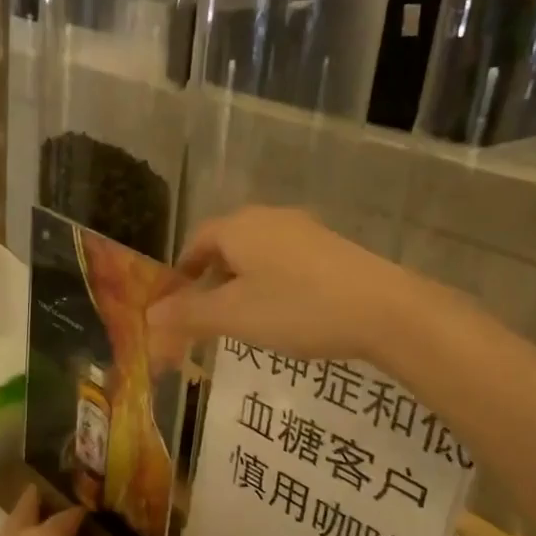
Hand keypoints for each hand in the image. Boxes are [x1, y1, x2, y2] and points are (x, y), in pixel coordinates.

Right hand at [147, 207, 428, 364]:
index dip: (183, 269)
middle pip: (227, 244)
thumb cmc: (298, 308)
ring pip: (258, 252)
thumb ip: (188, 314)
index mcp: (239, 227)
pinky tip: (284, 311)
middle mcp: (269, 218)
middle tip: (206, 313)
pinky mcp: (332, 248)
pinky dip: (271, 282)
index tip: (177, 299)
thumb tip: (150, 314)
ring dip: (242, 281)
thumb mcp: (234, 316)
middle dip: (211, 277)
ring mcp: (305, 230)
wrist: (385, 309)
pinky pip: (286, 260)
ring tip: (243, 317)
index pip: (197, 239)